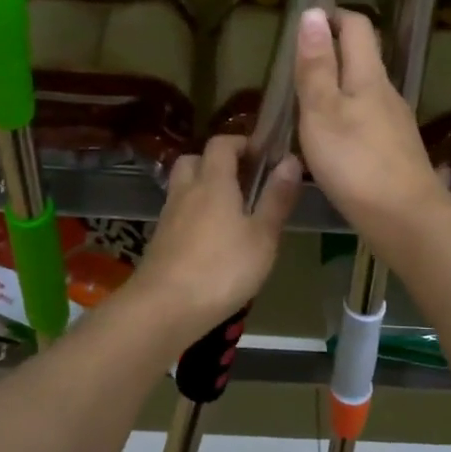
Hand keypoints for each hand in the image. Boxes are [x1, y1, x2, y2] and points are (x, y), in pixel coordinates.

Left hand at [133, 134, 300, 333]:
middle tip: (242, 181)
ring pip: (183, 188)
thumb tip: (291, 160)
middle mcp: (186, 191)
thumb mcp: (262, 236)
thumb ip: (276, 198)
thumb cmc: (222, 269)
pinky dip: (193, 216)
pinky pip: (178, 214)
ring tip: (230, 213)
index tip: (262, 156)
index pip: (221, 143)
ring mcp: (168, 217)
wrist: (164, 308)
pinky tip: (211, 242)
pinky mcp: (160, 242)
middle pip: (194, 160)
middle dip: (216, 163)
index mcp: (213, 182)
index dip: (241, 143)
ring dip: (203, 189)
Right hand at [294, 8, 447, 244]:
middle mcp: (387, 92)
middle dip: (332, 52)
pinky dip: (346, 117)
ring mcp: (395, 123)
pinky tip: (330, 142)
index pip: (356, 26)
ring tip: (304, 106)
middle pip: (362, 57)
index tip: (304, 25)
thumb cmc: (355, 162)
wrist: (405, 219)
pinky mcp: (395, 150)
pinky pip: (367, 119)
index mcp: (369, 75)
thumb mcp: (322, 111)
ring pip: (364, 90)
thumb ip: (316, 65)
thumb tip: (313, 13)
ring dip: (337, 87)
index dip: (332, 17)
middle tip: (296, 67)